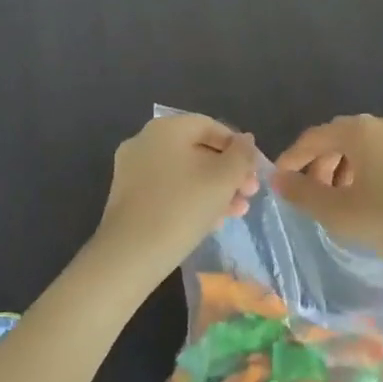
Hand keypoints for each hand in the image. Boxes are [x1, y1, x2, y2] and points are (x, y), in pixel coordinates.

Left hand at [94, 113, 260, 278]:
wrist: (130, 255)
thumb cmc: (182, 207)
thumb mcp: (223, 179)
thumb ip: (241, 155)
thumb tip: (246, 140)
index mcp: (166, 128)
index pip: (210, 126)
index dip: (237, 146)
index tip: (255, 171)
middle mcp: (145, 142)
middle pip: (197, 150)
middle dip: (228, 172)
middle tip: (249, 194)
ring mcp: (132, 170)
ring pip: (183, 173)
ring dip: (214, 189)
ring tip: (237, 212)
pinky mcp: (128, 198)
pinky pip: (167, 190)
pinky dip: (191, 200)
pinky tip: (211, 222)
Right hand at [273, 115, 382, 276]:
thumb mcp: (342, 213)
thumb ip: (304, 195)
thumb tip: (278, 179)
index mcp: (358, 130)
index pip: (312, 137)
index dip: (291, 159)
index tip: (278, 183)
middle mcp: (381, 125)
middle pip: (337, 139)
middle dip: (318, 166)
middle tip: (309, 197)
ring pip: (361, 149)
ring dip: (342, 171)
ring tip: (338, 204)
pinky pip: (382, 157)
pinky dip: (365, 174)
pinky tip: (369, 203)